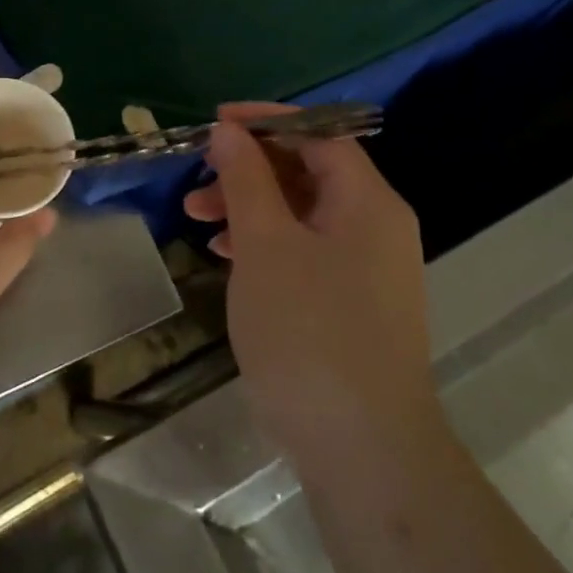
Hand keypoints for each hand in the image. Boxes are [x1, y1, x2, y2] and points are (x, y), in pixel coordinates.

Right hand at [185, 104, 440, 463]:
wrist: (363, 451)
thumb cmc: (309, 331)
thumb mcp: (265, 244)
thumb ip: (246, 179)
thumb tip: (229, 131)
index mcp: (367, 201)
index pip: (319, 133)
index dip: (266, 121)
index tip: (216, 122)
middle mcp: (376, 225)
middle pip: (308, 171)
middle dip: (248, 168)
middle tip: (198, 178)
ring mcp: (367, 267)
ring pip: (302, 213)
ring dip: (249, 206)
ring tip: (197, 219)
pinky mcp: (352, 302)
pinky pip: (305, 250)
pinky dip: (265, 243)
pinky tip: (226, 256)